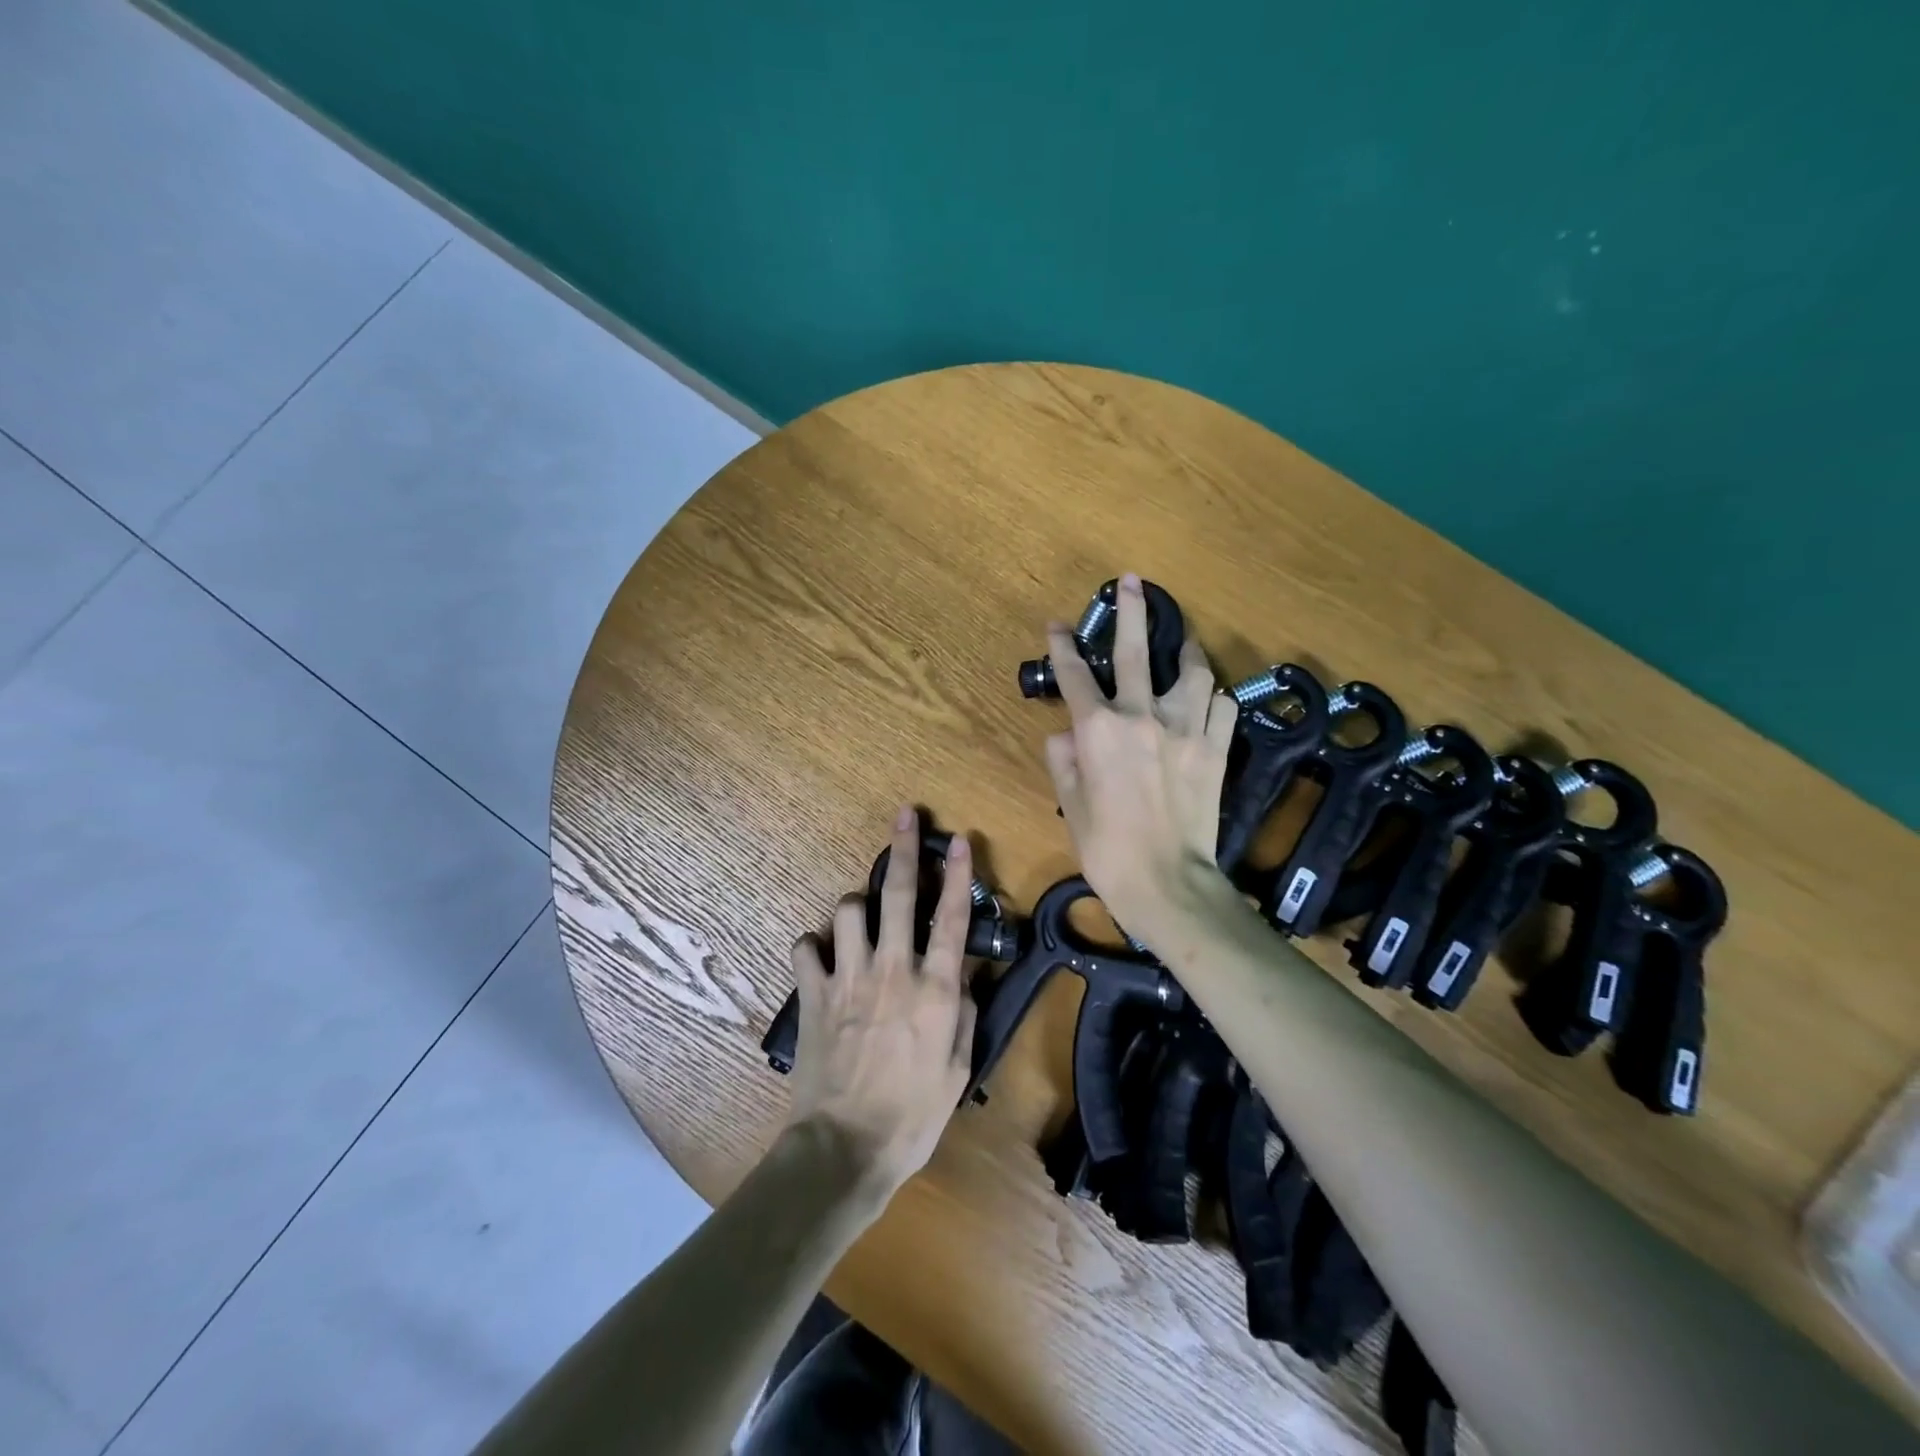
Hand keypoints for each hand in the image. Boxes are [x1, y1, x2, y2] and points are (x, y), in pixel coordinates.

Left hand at [784, 806, 976, 1197]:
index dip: (958, 873)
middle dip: (903, 849)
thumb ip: (964, 1014)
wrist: (845, 1148)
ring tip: (858, 916)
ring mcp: (848, 978)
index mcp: (934, 989)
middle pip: (899, 895)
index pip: (952, 917)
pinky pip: (805, 947)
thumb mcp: (958, 1069)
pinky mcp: (813, 994)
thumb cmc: (913, 1116)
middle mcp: (893, 970)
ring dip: (854, 905)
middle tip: (903, 815)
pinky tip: (820, 956)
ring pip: (846, 910)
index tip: (958, 838)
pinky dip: (813, 946)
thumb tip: (964, 977)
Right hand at [1043, 572, 1239, 945]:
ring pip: (1191, 671)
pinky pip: (1222, 707)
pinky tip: (1208, 698)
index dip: (1063, 647)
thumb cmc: (1108, 849)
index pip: (1074, 676)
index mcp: (1098, 731)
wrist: (1168, 883)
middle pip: (1133, 652)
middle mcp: (1142, 717)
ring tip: (1183, 641)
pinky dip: (1213, 698)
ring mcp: (1186, 729)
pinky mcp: (1216, 749)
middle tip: (1133, 582)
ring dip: (1185, 651)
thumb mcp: (1071, 805)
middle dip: (1130, 612)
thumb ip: (1064, 762)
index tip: (1058, 625)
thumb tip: (1063, 736)